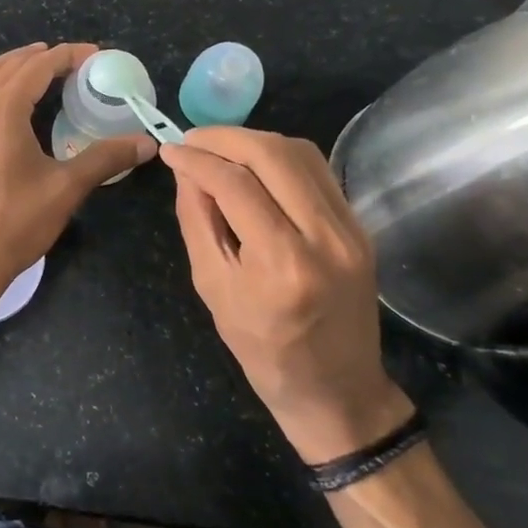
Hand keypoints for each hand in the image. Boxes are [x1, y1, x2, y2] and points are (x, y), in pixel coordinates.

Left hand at [0, 43, 154, 306]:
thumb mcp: (66, 188)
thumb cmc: (14, 223)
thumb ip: (105, 159)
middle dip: (39, 57)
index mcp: (1, 111)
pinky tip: (11, 106)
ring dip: (10, 66)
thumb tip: (146, 142)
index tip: (94, 55)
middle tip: (71, 60)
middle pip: (7, 67)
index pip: (36, 68)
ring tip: (38, 69)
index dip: (66, 56)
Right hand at [161, 127, 410, 462]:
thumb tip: (185, 169)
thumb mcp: (213, 288)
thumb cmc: (264, 351)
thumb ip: (197, 221)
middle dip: (224, 137)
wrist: (338, 389)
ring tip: (218, 147)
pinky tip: (253, 164)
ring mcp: (350, 229)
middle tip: (191, 140)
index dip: (196, 159)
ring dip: (253, 140)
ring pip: (299, 153)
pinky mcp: (359, 226)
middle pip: (272, 155)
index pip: (234, 185)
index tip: (169, 150)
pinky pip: (316, 171)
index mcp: (282, 264)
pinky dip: (279, 156)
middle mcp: (324, 237)